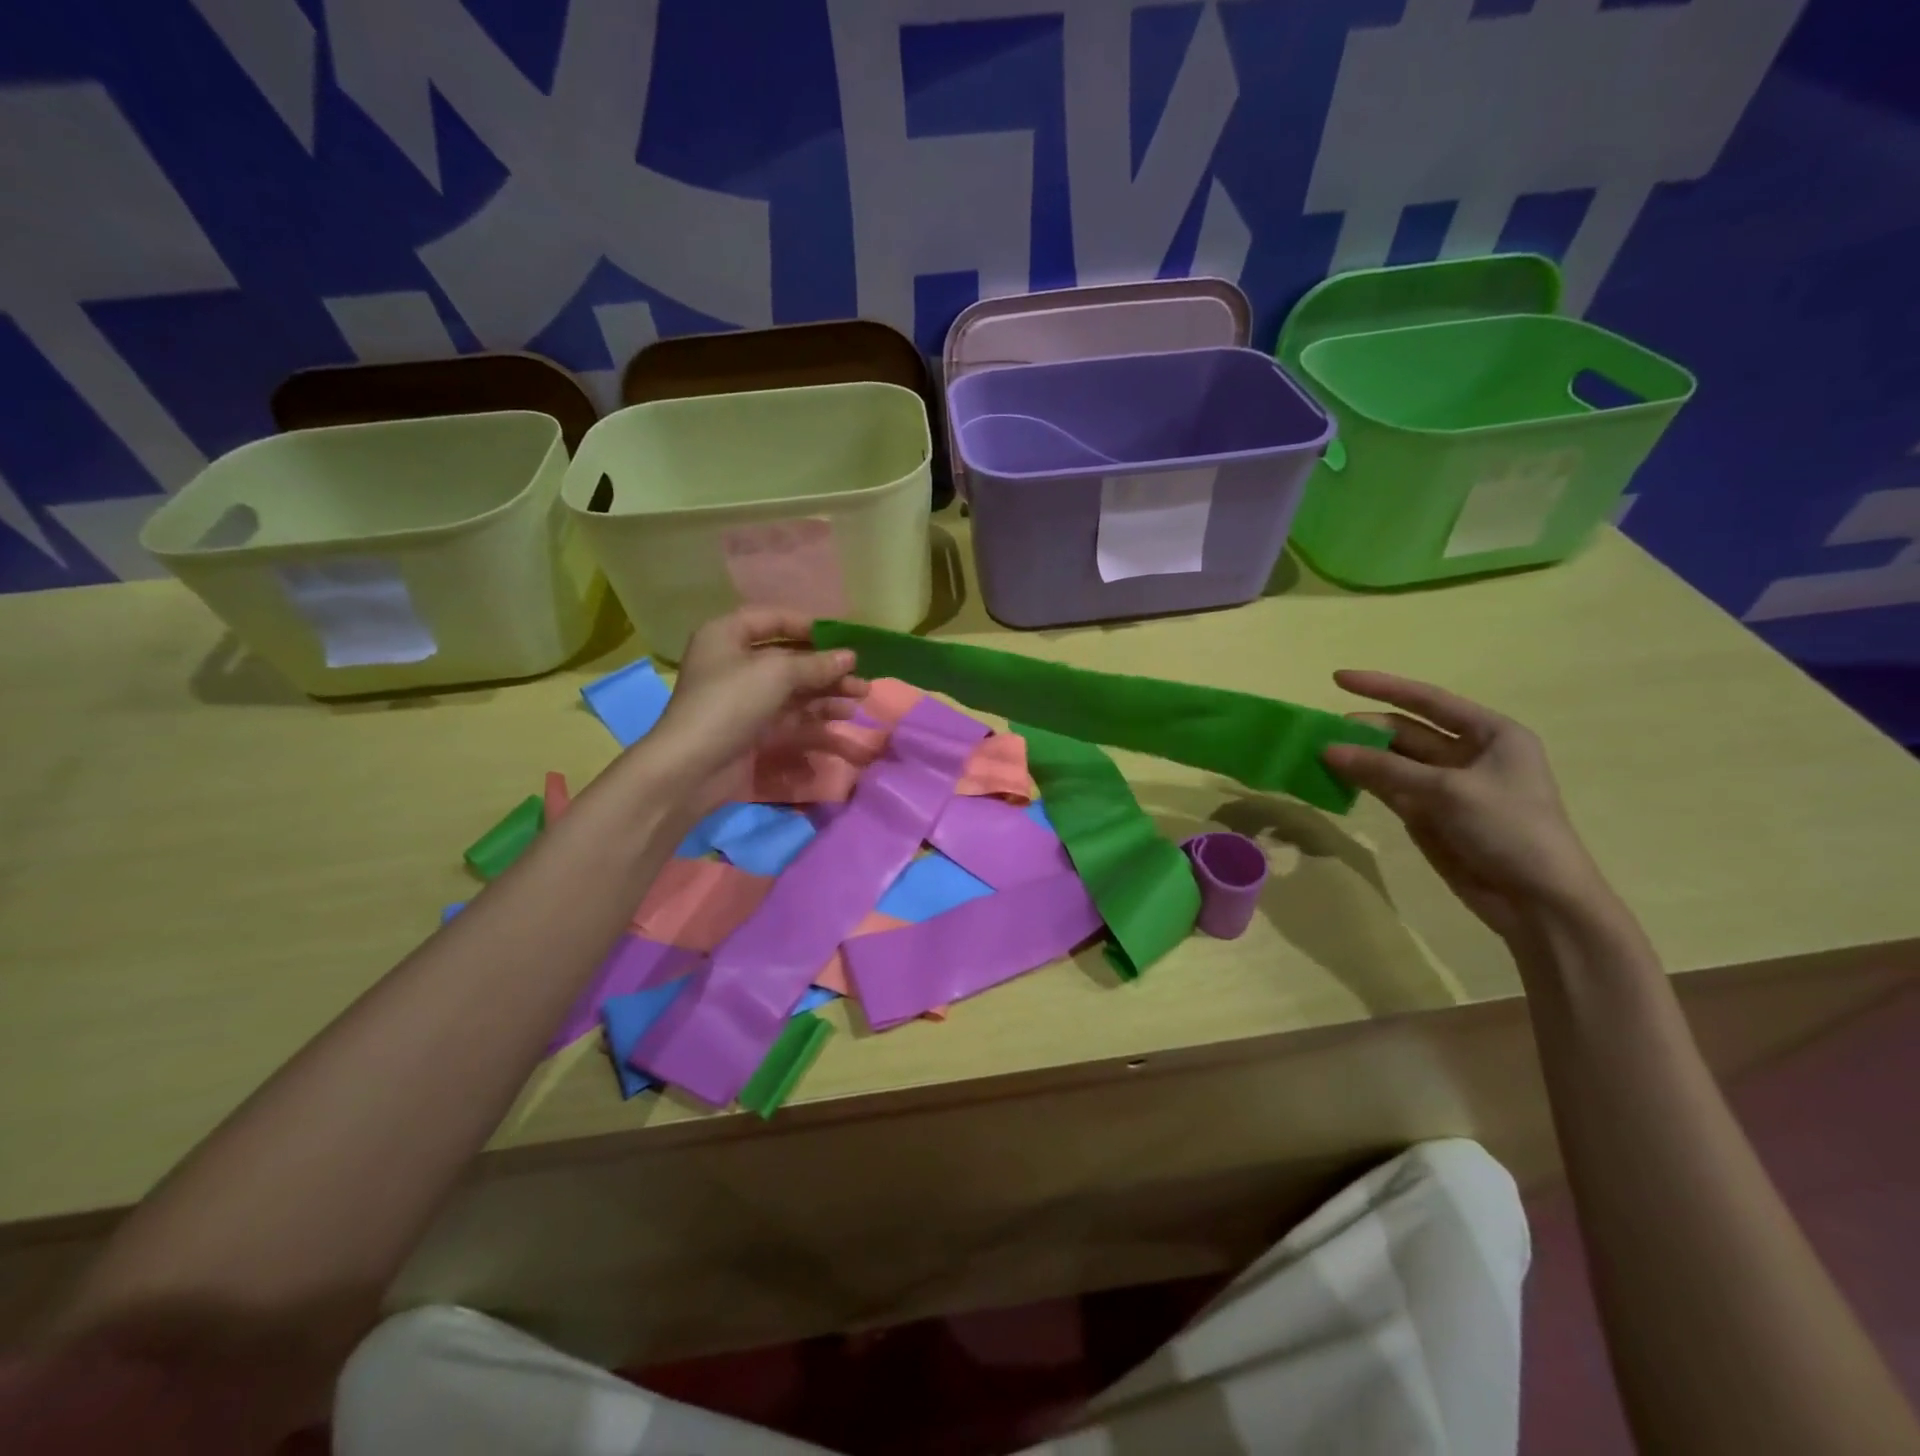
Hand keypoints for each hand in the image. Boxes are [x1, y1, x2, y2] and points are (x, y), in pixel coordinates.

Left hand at [645, 608, 866, 808]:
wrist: (693, 767)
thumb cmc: (730, 704)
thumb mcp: (776, 674)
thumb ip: (817, 664)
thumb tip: (850, 657)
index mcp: (727, 635)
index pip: (773, 619)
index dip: (809, 626)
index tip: (843, 638)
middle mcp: (735, 661)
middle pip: (789, 656)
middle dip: (826, 665)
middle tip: (861, 674)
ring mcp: (745, 697)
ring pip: (794, 687)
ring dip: (828, 690)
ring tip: (861, 696)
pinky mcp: (754, 727)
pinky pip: (792, 713)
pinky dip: (817, 712)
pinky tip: (844, 715)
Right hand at [1322, 670, 1612, 941]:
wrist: (1536, 900)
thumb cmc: (1509, 829)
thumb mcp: (1447, 792)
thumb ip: (1384, 769)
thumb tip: (1327, 750)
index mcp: (1491, 734)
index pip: (1427, 700)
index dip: (1382, 686)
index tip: (1337, 678)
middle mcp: (1468, 753)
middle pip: (1405, 731)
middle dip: (1365, 728)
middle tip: (1320, 730)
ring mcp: (1445, 785)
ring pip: (1392, 761)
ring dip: (1359, 755)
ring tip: (1318, 751)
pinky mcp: (1428, 814)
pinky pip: (1388, 788)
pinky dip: (1362, 782)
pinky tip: (1334, 776)